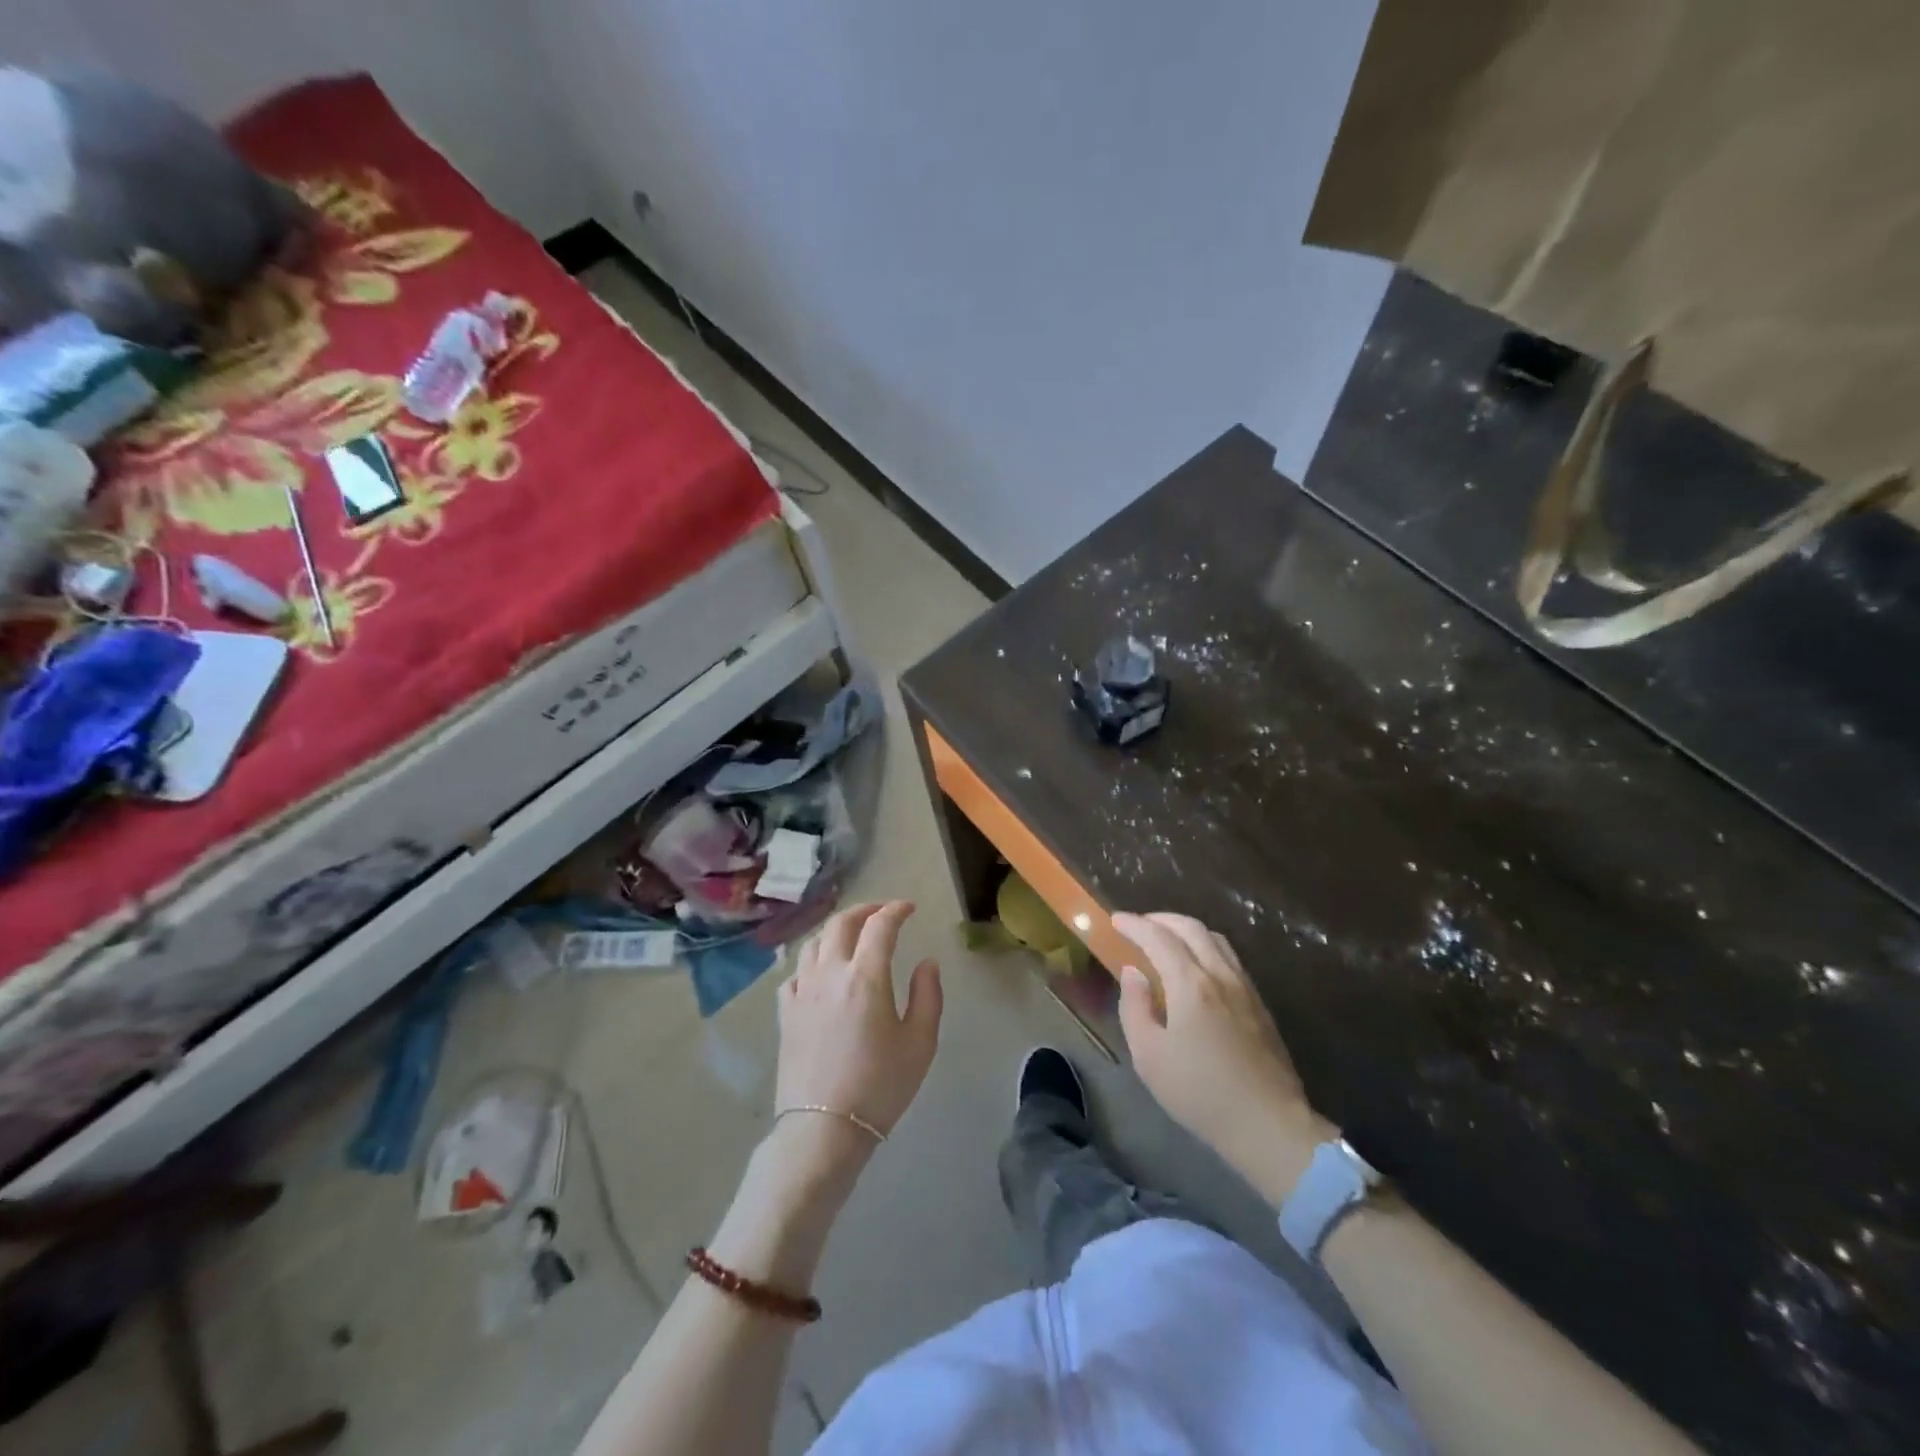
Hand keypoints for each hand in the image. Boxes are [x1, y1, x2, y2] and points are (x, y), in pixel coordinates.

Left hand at [775, 902, 942, 1160]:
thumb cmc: (880, 1086)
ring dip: (836, 931)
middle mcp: (830, 973)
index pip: (880, 925)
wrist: (823, 1130)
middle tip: (882, 912)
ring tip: (851, 936)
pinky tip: (820, 973)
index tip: (909, 908)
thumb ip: (928, 995)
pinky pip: (796, 973)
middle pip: (841, 923)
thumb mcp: (920, 1043)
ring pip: (814, 943)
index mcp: (866, 976)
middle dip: (864, 910)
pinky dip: (812, 962)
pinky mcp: (785, 1013)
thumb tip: (927, 963)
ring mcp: (802, 992)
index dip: (896, 910)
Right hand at [1113, 912, 1336, 1206]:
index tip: (1116, 919)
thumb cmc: (1200, 1093)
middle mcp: (1220, 975)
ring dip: (1187, 930)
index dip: (1135, 924)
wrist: (1268, 1125)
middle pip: (1191, 928)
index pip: (1158, 938)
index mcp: (1191, 984)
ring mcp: (1245, 988)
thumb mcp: (1149, 1056)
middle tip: (1139, 925)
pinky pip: (1230, 958)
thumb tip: (1133, 973)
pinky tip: (1197, 966)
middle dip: (1161, 919)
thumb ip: (1135, 1007)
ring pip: (1216, 939)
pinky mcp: (1259, 1004)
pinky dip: (1206, 947)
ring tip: (1167, 939)